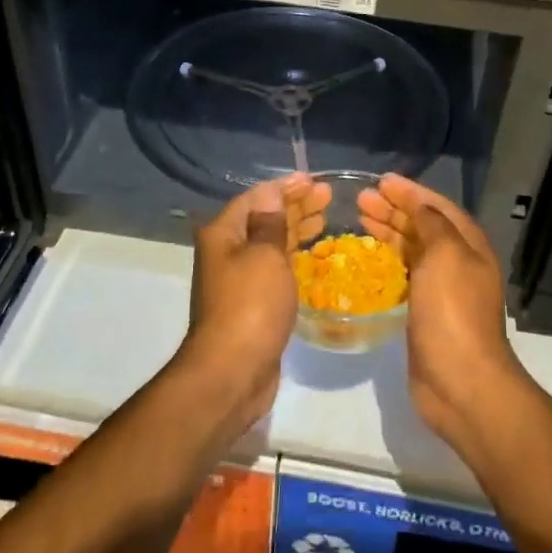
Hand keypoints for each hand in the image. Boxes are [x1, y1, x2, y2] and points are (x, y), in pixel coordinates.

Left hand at [175, 173, 330, 428]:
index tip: (314, 180)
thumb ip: (270, 221)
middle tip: (328, 197)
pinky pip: (275, 270)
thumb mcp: (264, 255)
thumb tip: (270, 191)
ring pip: (270, 245)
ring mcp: (238, 280)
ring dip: (296, 230)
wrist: (232, 372)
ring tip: (325, 219)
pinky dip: (294, 257)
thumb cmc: (250, 306)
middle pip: (263, 219)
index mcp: (223, 234)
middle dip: (295, 206)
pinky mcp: (252, 304)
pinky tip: (313, 256)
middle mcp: (226, 253)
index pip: (256, 198)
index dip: (285, 187)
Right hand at [358, 173, 525, 448]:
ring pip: (412, 249)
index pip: (438, 207)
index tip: (381, 180)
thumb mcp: (446, 255)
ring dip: (389, 231)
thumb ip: (433, 225)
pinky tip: (369, 256)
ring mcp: (441, 289)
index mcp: (468, 245)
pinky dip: (387, 260)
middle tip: (362, 199)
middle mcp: (457, 263)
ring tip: (359, 218)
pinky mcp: (424, 312)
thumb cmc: (452, 312)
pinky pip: (405, 275)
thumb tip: (420, 208)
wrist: (460, 380)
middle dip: (394, 209)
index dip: (411, 192)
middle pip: (423, 226)